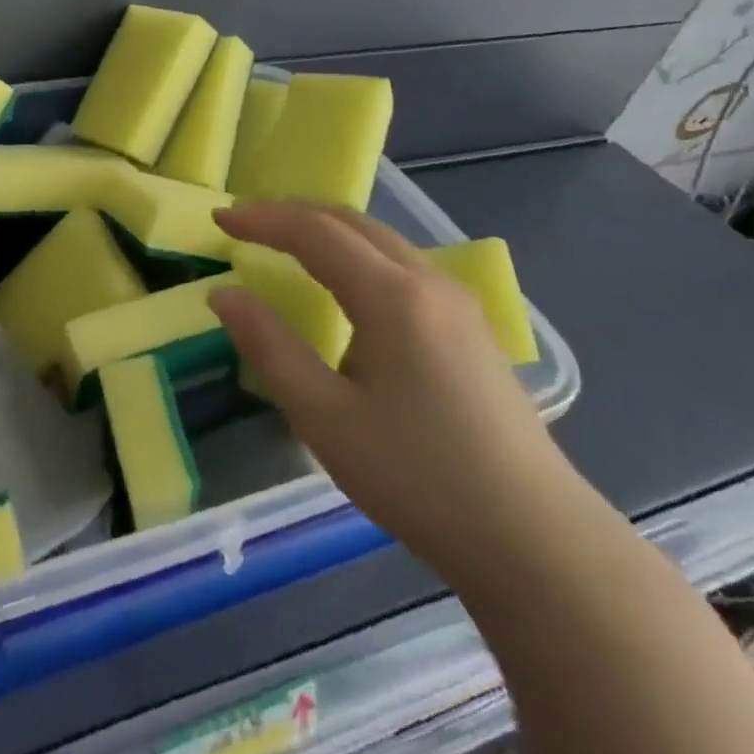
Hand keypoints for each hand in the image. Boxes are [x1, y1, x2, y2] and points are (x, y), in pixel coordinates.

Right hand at [210, 203, 577, 575]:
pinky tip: (345, 283)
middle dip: (293, 213)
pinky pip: (402, 264)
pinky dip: (357, 253)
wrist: (534, 540)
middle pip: (352, 222)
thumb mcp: (324, 416)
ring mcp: (458, 304)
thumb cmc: (417, 476)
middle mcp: (429, 282)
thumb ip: (270, 346)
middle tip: (245, 223)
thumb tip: (225, 295)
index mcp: (391, 296)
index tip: (218, 220)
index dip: (262, 220)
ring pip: (382, 241)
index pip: (315, 233)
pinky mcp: (471, 329)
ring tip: (285, 242)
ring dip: (327, 230)